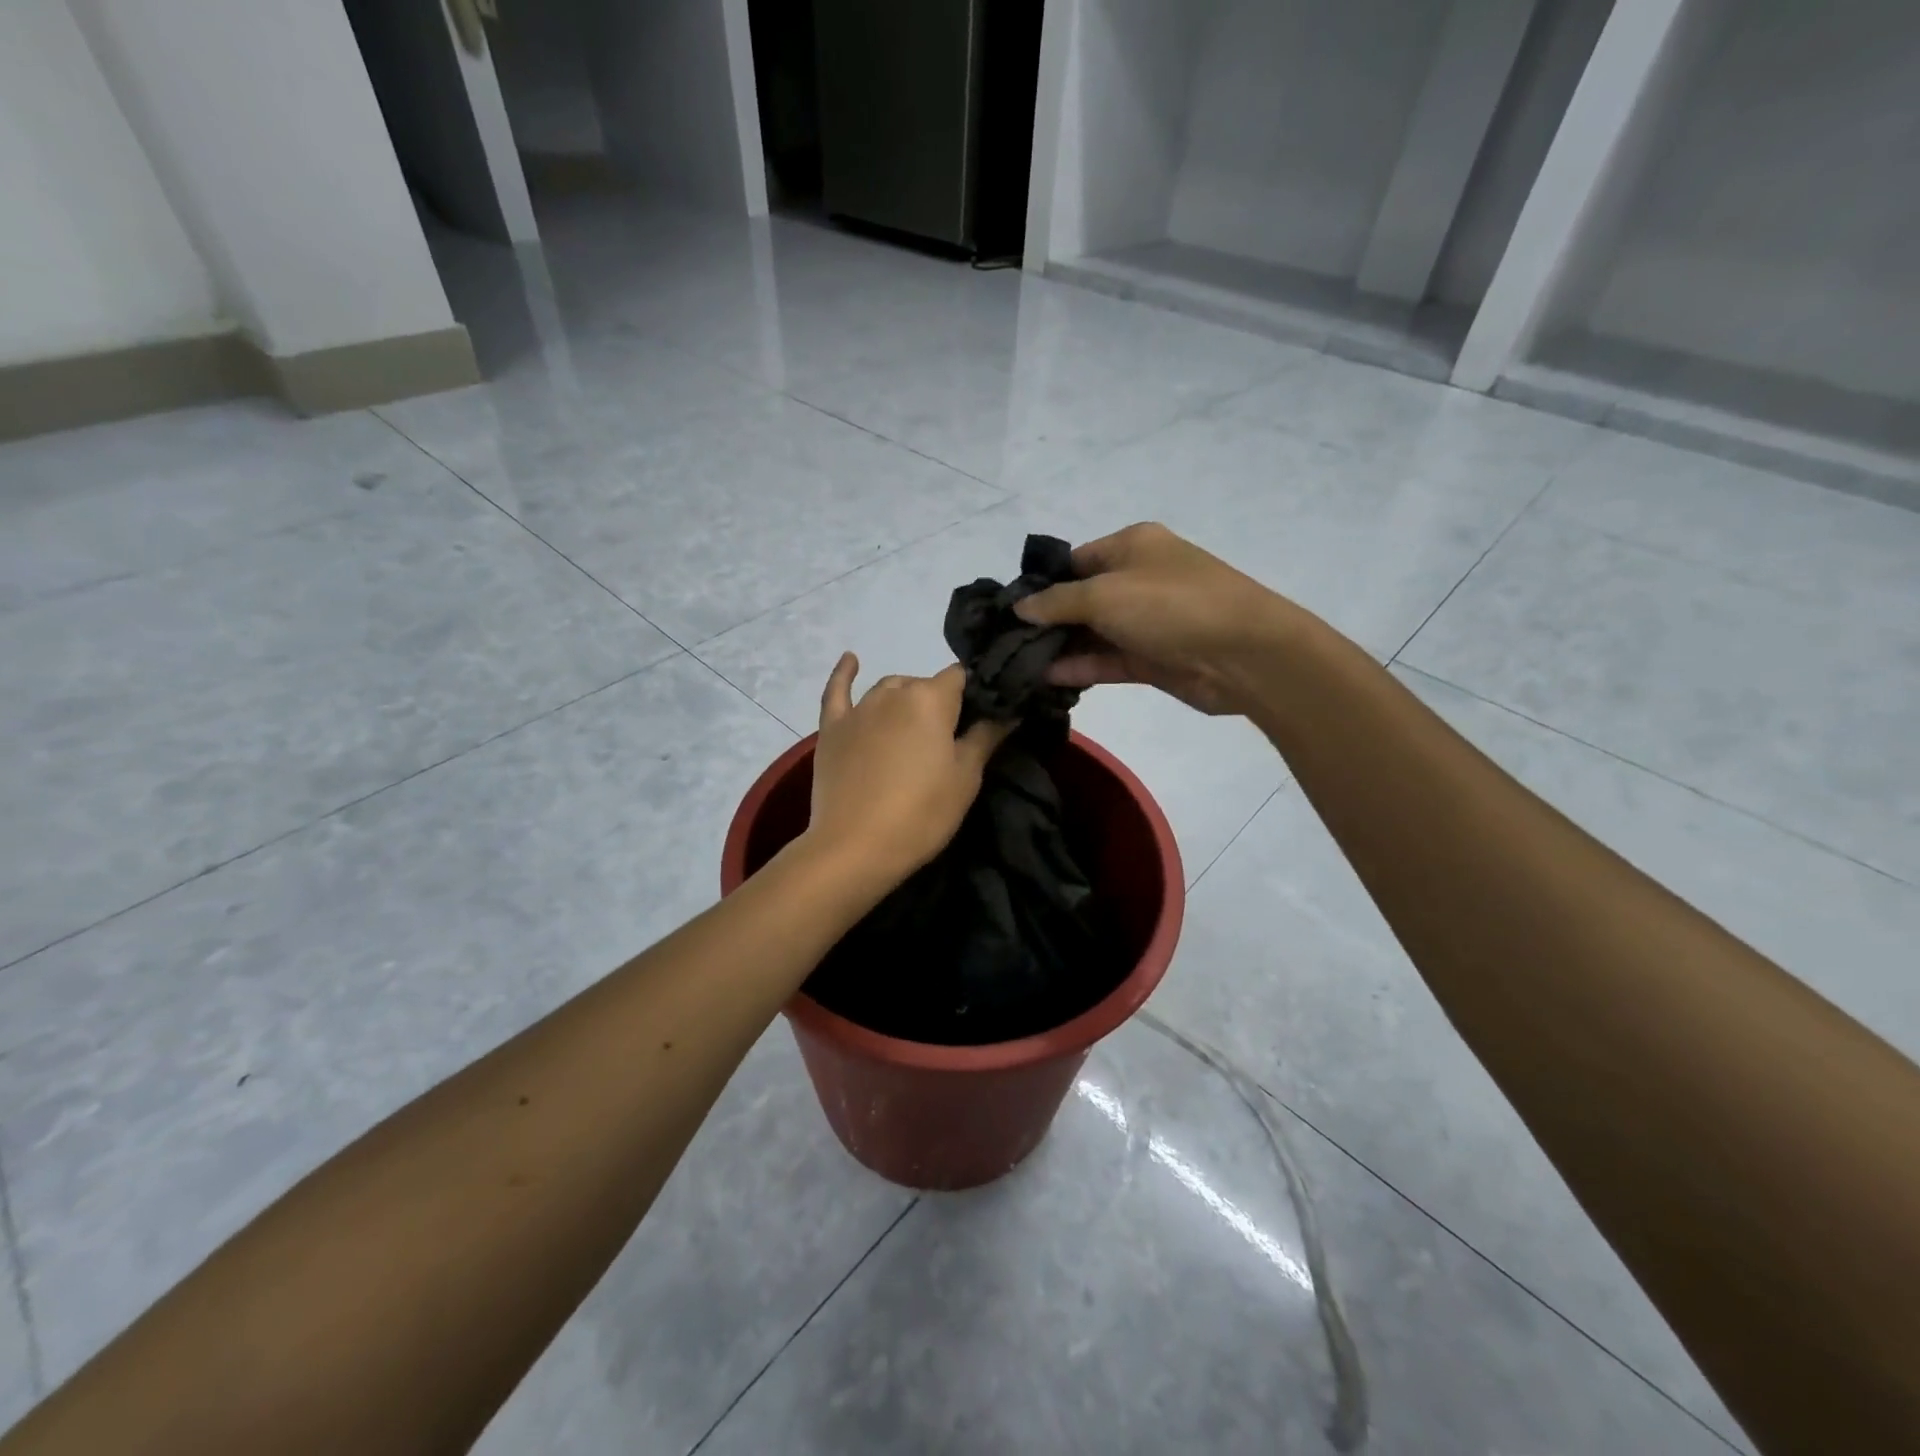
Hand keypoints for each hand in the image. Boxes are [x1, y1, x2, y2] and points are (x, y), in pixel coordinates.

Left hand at [805, 654, 1009, 886]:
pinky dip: (844, 674)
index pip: (961, 677)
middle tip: (948, 741)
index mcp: (931, 699)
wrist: (855, 847)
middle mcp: (894, 692)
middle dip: (939, 703)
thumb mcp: (966, 778)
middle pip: (924, 685)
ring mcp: (859, 709)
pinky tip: (851, 659)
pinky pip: (837, 691)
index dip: (974, 693)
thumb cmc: (921, 813)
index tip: (982, 717)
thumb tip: (1009, 710)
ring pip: (889, 689)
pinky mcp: (832, 728)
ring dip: (904, 700)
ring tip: (914, 729)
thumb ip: (987, 736)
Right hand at [1013, 522, 1298, 715]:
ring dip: (1060, 649)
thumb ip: (1057, 602)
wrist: (1242, 654)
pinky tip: (1045, 679)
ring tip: (1016, 666)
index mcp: (1131, 546)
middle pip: (1080, 599)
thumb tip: (1020, 607)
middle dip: (1046, 621)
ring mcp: (1146, 621)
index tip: (1007, 611)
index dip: (1042, 585)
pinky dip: (1080, 668)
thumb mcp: (1104, 594)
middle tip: (1004, 644)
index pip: (1074, 562)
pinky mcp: (1152, 658)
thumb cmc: (1170, 606)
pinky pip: (1107, 660)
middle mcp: (1137, 579)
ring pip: (1092, 633)